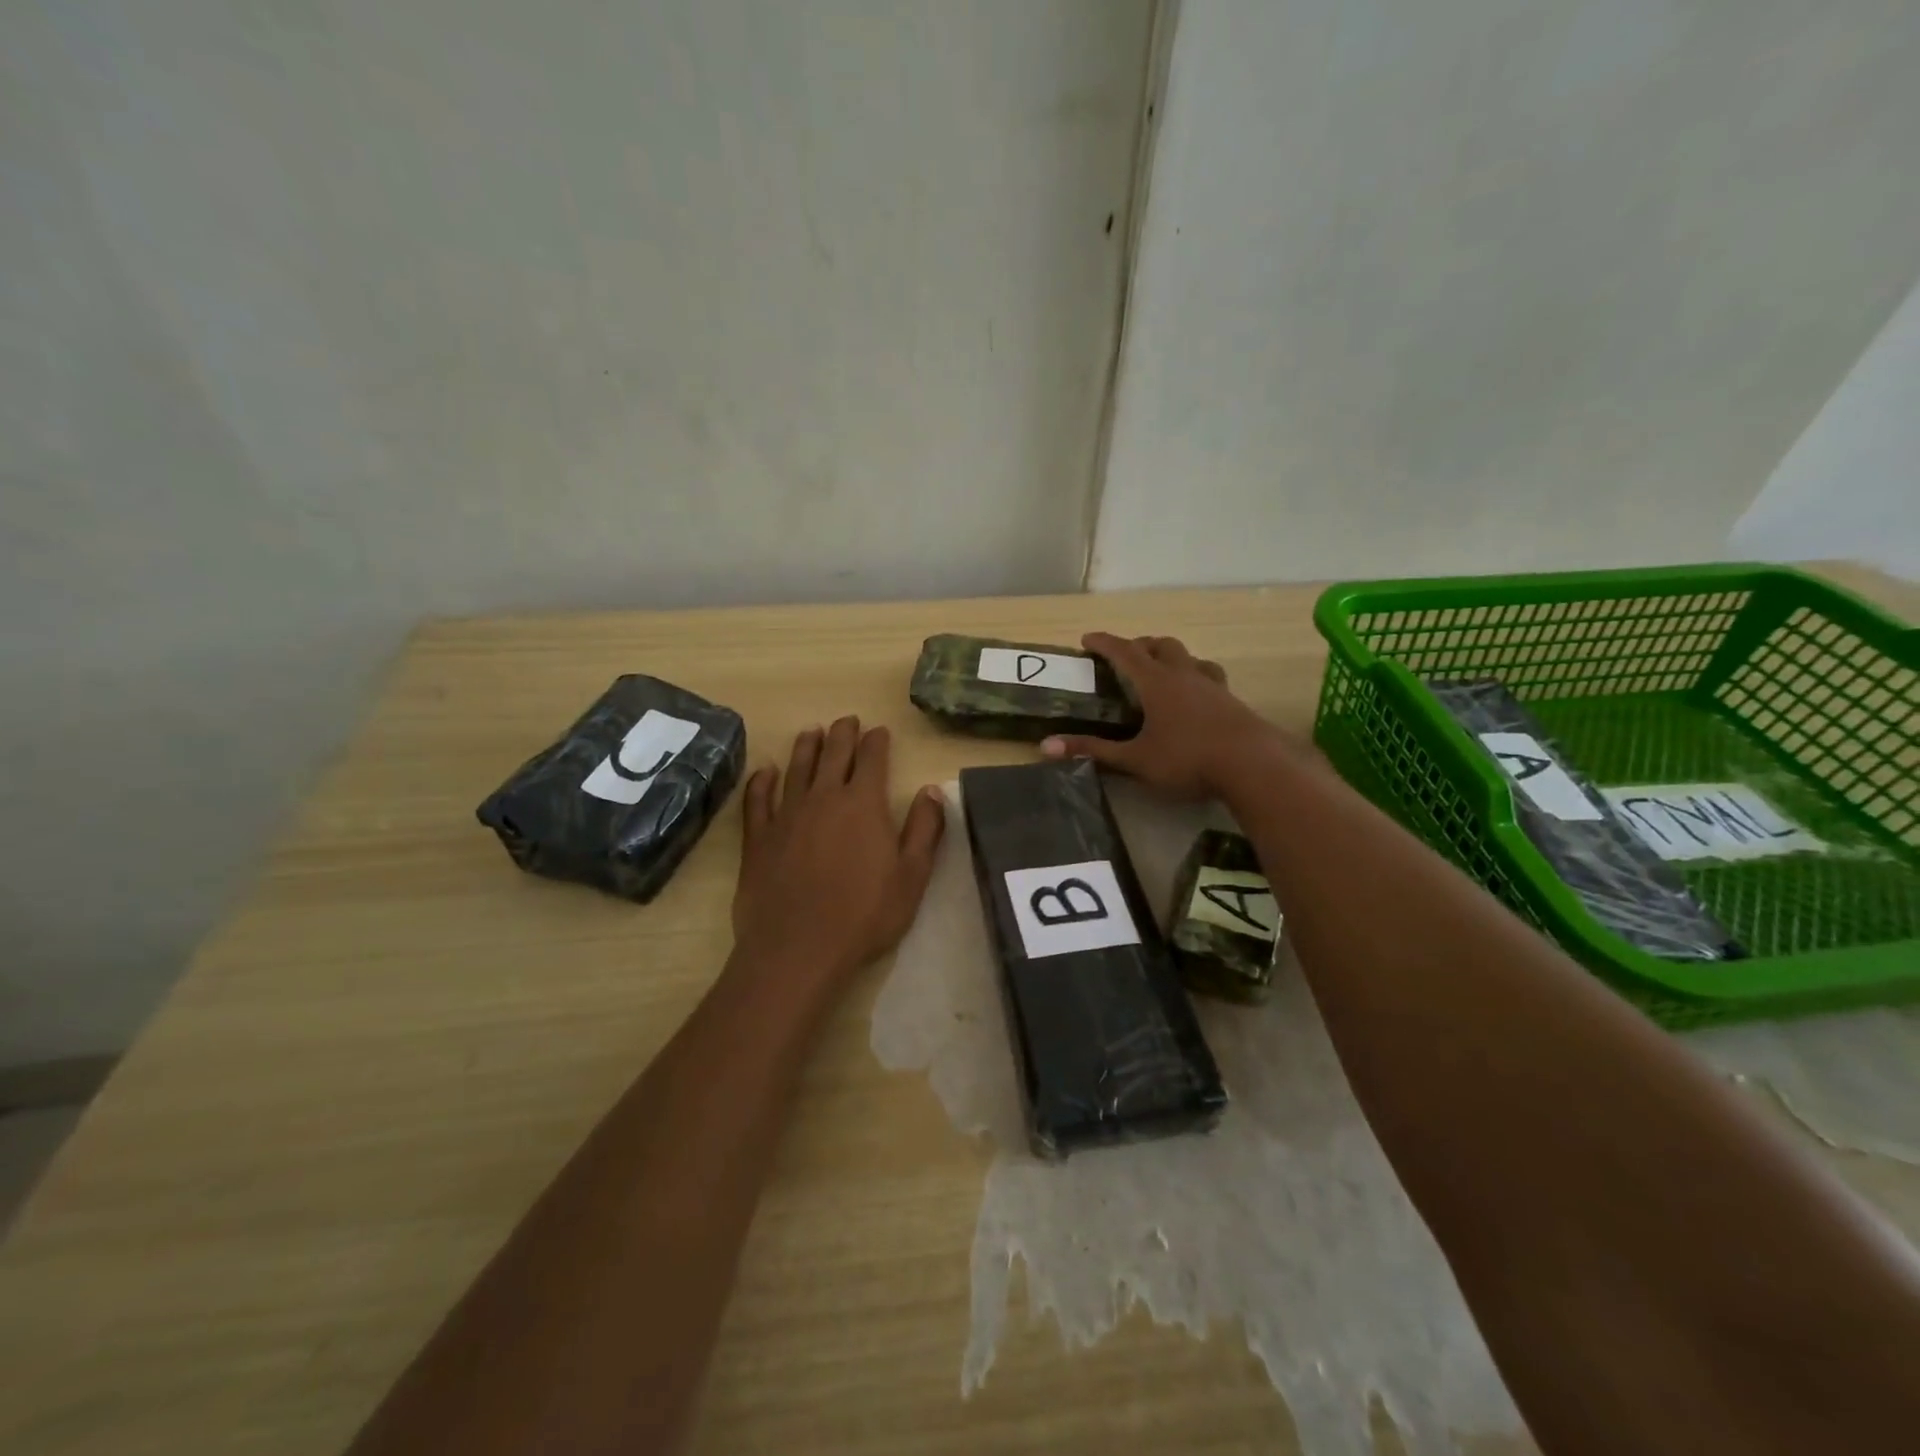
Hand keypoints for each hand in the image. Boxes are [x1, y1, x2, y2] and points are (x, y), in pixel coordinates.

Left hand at [731, 717, 945, 988]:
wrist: (798, 947)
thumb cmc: (864, 914)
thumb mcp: (912, 876)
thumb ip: (925, 829)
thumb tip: (932, 790)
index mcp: (864, 803)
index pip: (872, 758)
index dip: (877, 741)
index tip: (880, 730)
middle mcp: (824, 797)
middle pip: (834, 754)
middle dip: (843, 733)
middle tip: (848, 720)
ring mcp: (787, 814)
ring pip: (797, 768)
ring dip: (806, 746)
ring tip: (812, 731)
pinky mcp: (758, 838)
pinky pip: (758, 799)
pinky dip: (762, 781)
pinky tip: (765, 772)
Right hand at [1041, 633, 1281, 799]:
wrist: (1254, 766)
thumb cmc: (1188, 759)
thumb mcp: (1135, 759)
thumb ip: (1093, 751)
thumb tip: (1046, 746)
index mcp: (1157, 682)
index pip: (1125, 652)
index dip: (1104, 643)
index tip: (1087, 639)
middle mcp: (1184, 675)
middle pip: (1161, 645)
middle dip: (1140, 645)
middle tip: (1125, 656)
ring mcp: (1212, 686)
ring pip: (1189, 657)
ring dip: (1171, 657)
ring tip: (1161, 670)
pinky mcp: (1232, 701)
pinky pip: (1209, 676)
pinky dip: (1194, 676)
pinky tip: (1196, 696)